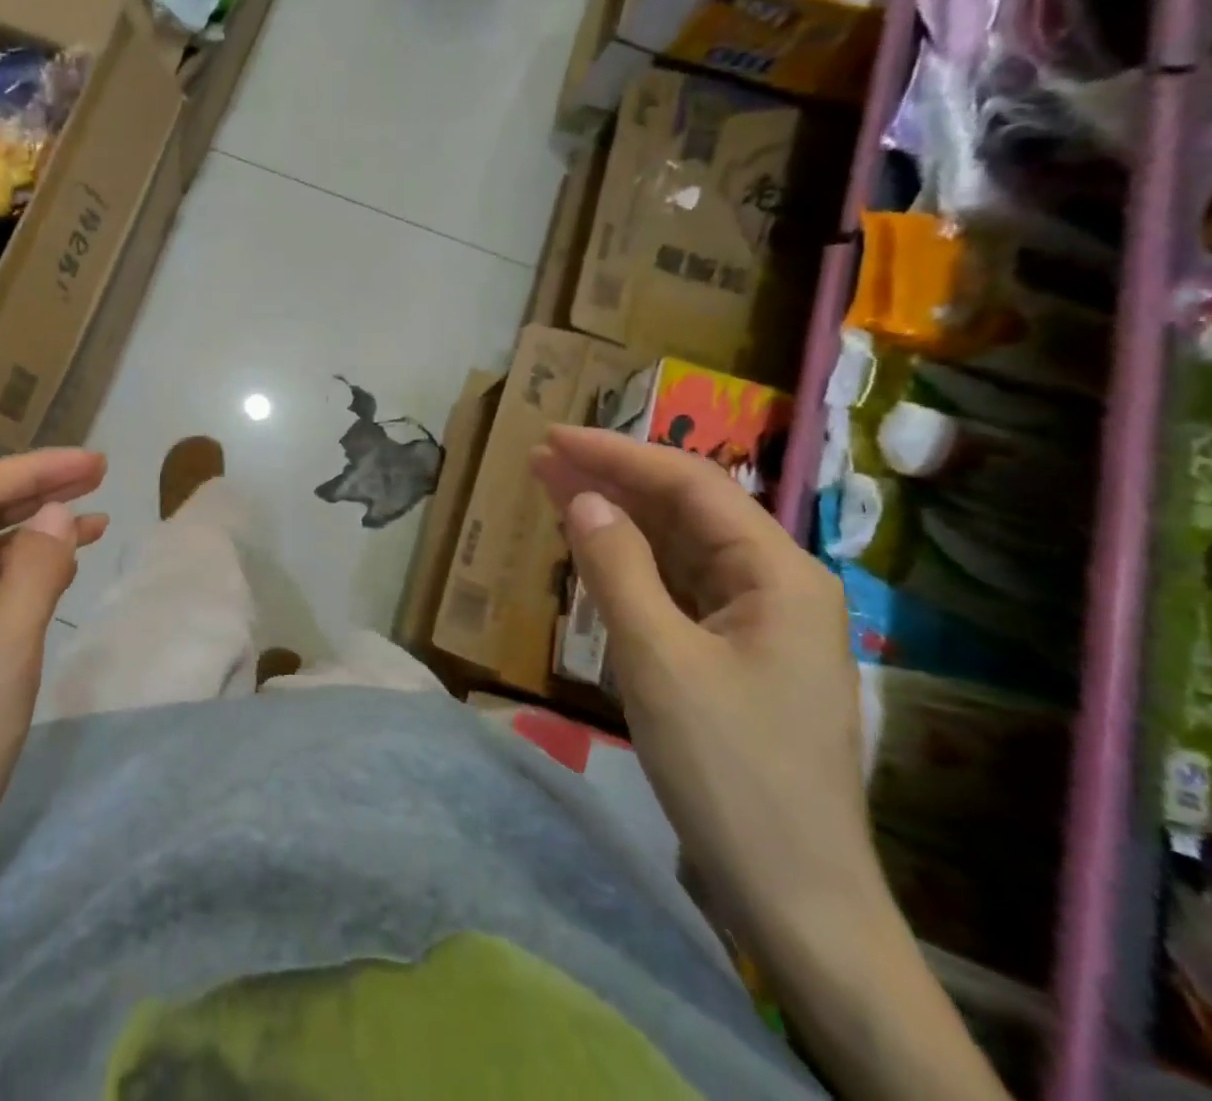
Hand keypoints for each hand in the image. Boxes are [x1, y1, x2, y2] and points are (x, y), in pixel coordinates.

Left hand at [0, 448, 107, 902]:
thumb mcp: (5, 654)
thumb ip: (35, 573)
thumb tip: (61, 512)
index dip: (35, 470)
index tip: (95, 465)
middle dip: (36, 493)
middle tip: (100, 479)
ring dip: (33, 535)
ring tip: (95, 522)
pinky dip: (21, 576)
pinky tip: (60, 574)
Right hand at [530, 427, 876, 953]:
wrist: (793, 897)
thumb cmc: (729, 770)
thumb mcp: (658, 660)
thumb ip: (618, 568)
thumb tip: (585, 497)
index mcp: (779, 574)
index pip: (691, 485)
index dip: (618, 454)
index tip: (553, 438)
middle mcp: (777, 586)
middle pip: (687, 511)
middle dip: (614, 479)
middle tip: (542, 458)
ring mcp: (759, 624)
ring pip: (679, 548)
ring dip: (619, 517)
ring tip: (554, 488)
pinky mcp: (736, 656)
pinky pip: (678, 588)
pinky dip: (631, 564)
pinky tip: (594, 550)